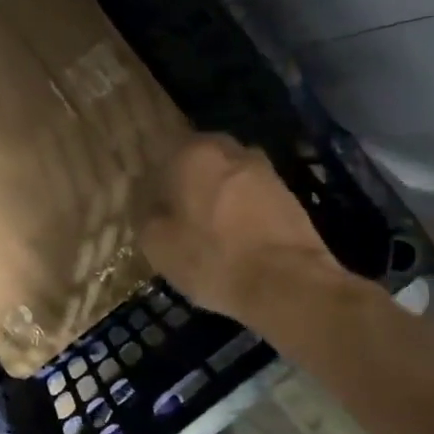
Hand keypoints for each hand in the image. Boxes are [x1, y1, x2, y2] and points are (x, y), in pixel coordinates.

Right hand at [139, 133, 351, 324]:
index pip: (159, 157)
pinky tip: (238, 238)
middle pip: (197, 161)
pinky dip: (242, 210)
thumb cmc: (211, 257)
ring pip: (227, 177)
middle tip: (179, 217)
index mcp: (191, 152)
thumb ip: (145, 212)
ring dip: (217, 195)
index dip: (153, 185)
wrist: (288, 284)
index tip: (151, 210)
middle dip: (187, 183)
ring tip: (210, 230)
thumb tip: (149, 200)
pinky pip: (251, 195)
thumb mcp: (156, 243)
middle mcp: (228, 149)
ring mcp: (263, 169)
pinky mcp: (288, 194)